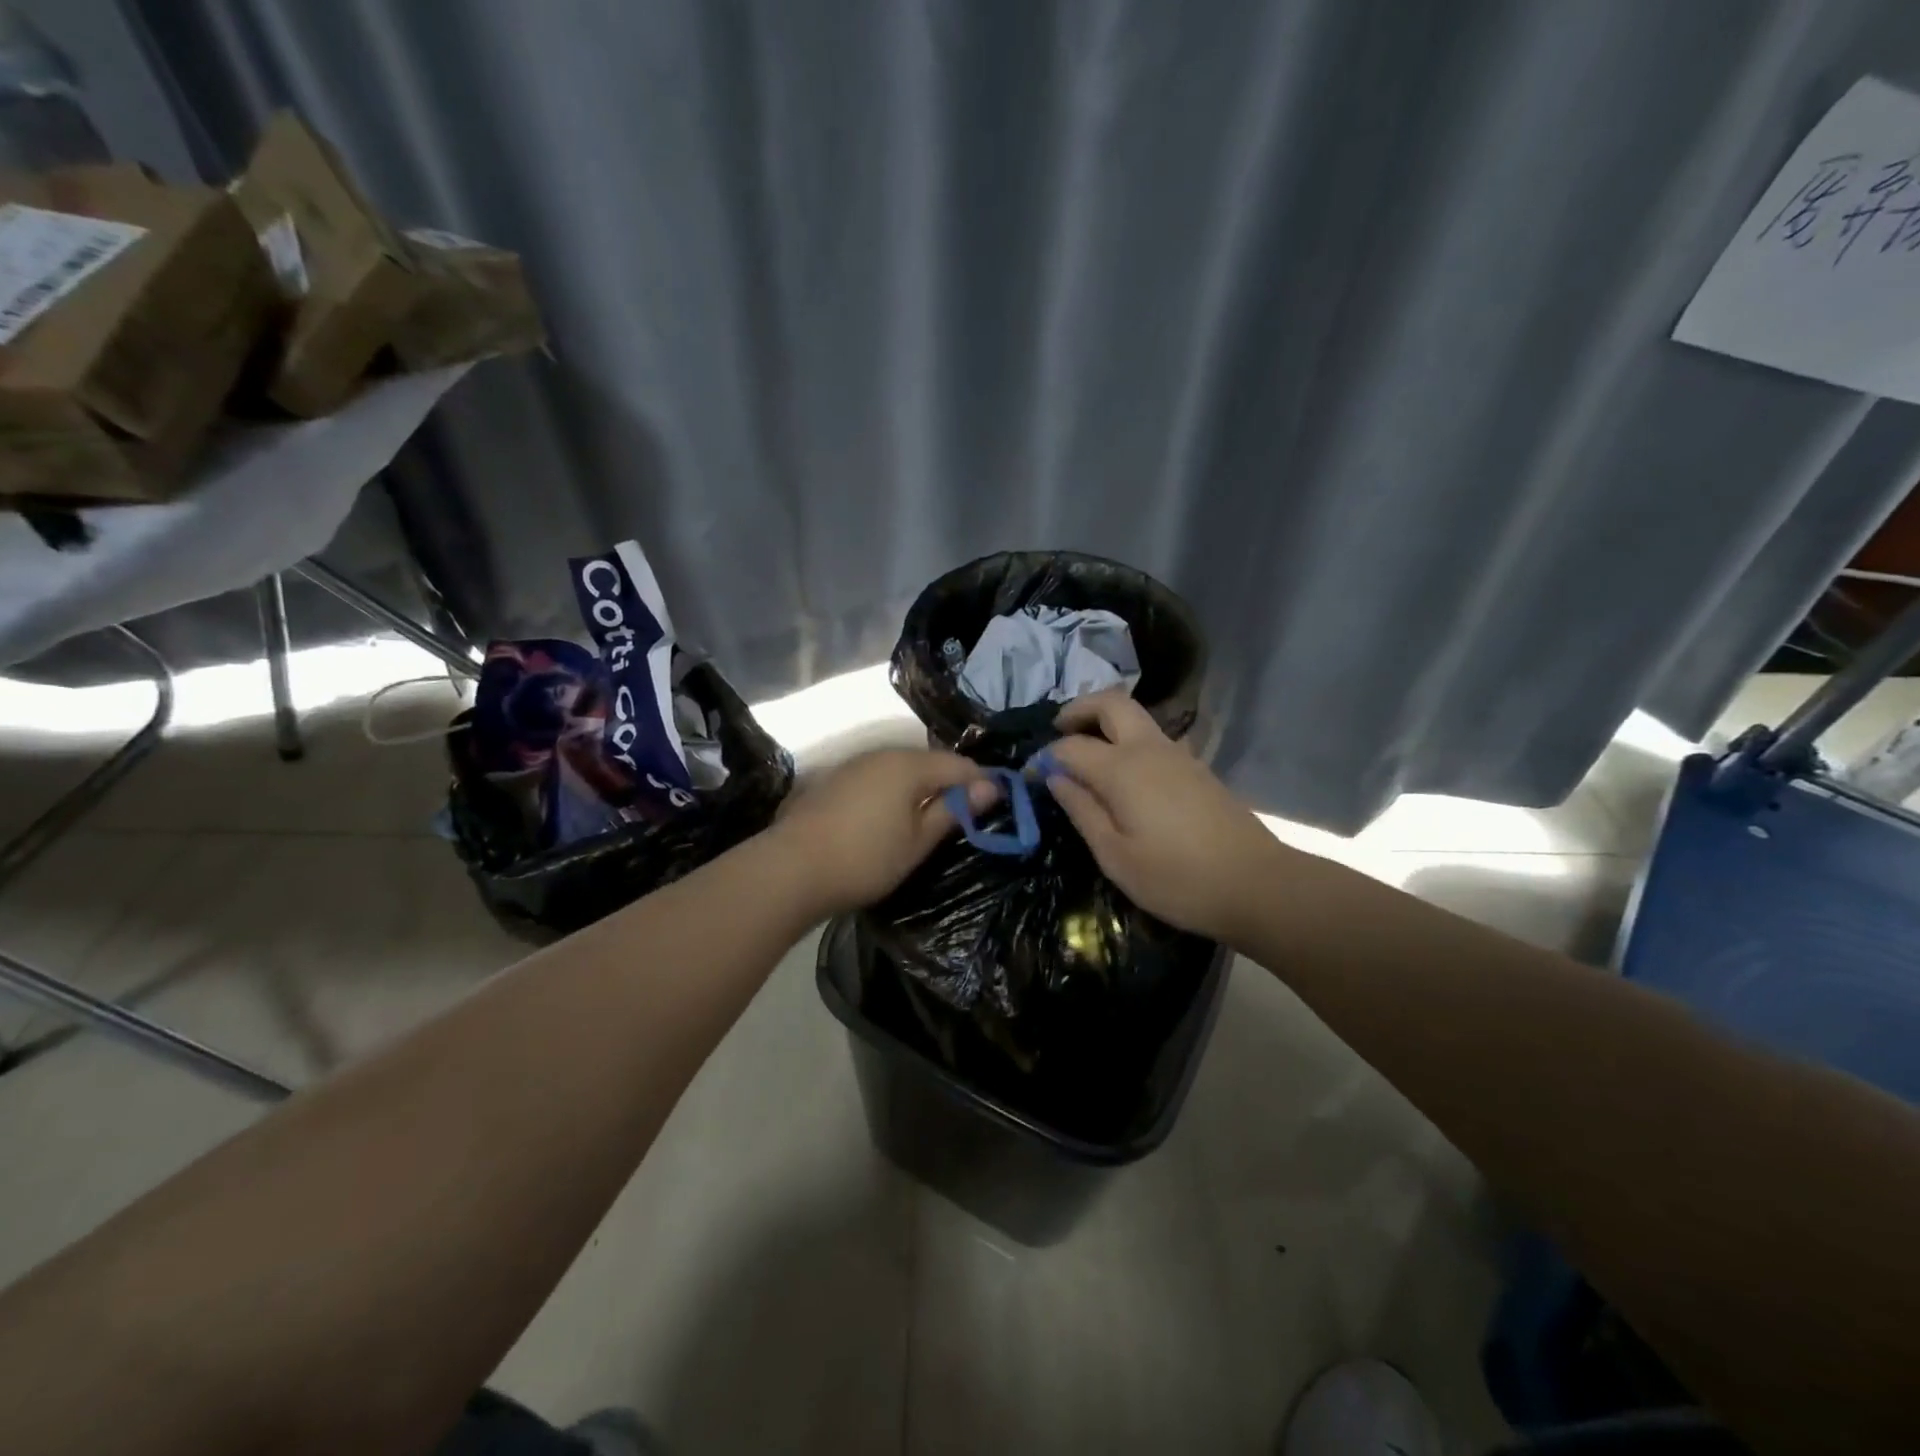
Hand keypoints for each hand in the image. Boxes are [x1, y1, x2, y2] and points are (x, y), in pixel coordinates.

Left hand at [770, 748, 997, 915]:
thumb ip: (954, 811)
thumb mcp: (918, 841)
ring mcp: (854, 764)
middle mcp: (882, 754)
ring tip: (930, 818)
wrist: (790, 869)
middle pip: (929, 762)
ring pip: (902, 768)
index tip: (998, 804)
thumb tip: (989, 788)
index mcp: (909, 764)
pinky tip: (891, 816)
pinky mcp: (834, 780)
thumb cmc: (865, 859)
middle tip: (965, 815)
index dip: (982, 782)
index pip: (959, 765)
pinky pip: (878, 777)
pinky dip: (894, 791)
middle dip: (951, 783)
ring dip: (921, 787)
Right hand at [1043, 692, 1285, 944]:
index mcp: (1122, 769)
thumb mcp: (1115, 856)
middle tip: (1057, 732)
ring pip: (1135, 718)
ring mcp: (1178, 755)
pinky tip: (1122, 776)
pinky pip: (1152, 739)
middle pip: (1111, 703)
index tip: (1028, 777)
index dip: (1044, 757)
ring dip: (1105, 723)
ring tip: (1085, 754)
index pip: (1070, 746)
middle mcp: (1149, 749)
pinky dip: (1127, 741)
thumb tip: (1055, 778)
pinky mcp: (1196, 769)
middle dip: (1079, 710)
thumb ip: (1082, 811)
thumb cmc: (1177, 878)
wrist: (1257, 885)